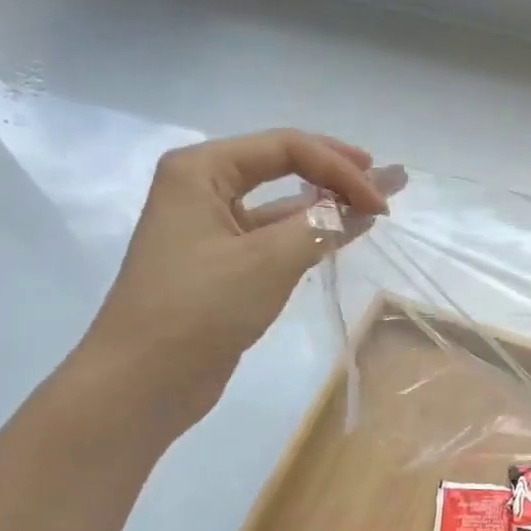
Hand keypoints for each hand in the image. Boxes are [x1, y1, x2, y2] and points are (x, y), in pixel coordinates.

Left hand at [69, 130, 389, 439]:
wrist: (142, 382)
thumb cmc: (199, 308)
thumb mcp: (268, 260)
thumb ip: (322, 225)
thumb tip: (366, 206)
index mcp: (201, 170)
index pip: (286, 148)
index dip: (340, 169)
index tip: (381, 204)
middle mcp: (202, 188)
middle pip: (283, 165)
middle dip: (337, 173)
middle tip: (388, 182)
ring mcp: (211, 227)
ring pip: (282, 204)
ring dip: (328, 203)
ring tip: (376, 203)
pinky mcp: (223, 264)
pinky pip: (275, 236)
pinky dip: (310, 233)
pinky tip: (343, 233)